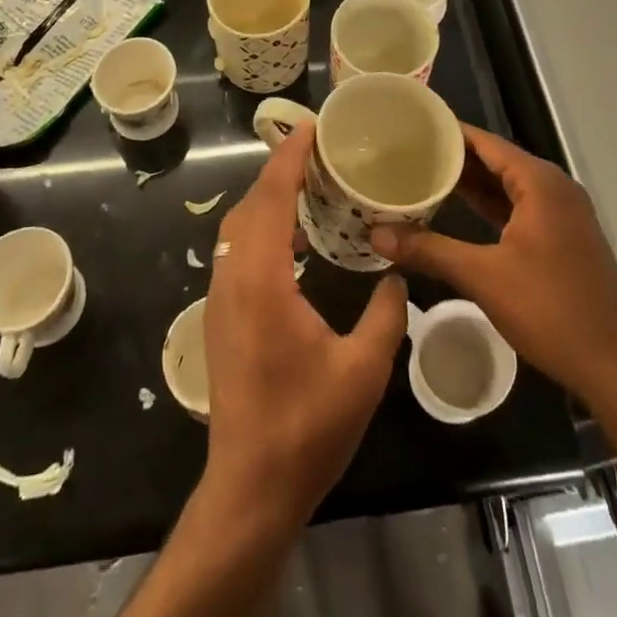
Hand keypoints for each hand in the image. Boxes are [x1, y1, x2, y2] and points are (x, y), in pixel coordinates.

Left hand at [203, 121, 408, 528]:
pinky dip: (262, 228)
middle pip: (250, 205)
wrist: (250, 489)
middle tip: (317, 152)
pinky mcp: (220, 317)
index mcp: (262, 280)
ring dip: (269, 199)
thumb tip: (395, 274)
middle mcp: (233, 278)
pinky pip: (238, 250)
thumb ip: (386, 314)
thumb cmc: (306, 427)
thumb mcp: (363, 371)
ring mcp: (220, 298)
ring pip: (239, 228)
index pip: (271, 198)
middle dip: (279, 171)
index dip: (289, 158)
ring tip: (309, 187)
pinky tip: (295, 243)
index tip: (309, 128)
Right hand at [369, 123, 616, 409]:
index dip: (448, 133)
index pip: (485, 142)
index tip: (411, 126)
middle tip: (407, 151)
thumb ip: (429, 250)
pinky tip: (460, 212)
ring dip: (472, 184)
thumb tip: (376, 234)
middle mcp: (554, 188)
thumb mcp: (483, 277)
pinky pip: (520, 209)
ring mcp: (563, 215)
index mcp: (539, 182)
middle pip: (497, 161)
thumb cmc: (551, 310)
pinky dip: (491, 207)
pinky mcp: (564, 240)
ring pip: (508, 187)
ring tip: (424, 176)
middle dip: (454, 158)